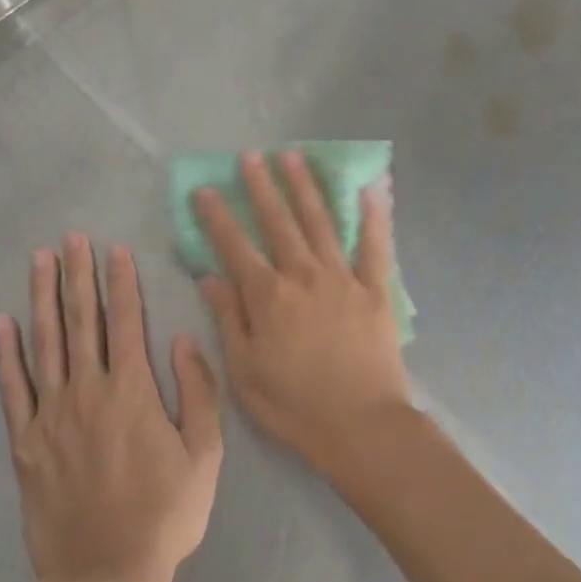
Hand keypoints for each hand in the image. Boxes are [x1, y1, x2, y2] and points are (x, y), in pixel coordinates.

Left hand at [0, 235, 222, 581]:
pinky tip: (2, 324)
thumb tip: (182, 339)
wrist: (104, 578)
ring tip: (40, 261)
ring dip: (43, 298)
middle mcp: (87, 393)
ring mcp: (50, 416)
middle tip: (72, 238)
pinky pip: (12, 389)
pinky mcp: (24, 444)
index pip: (126, 322)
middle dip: (78, 276)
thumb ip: (197, 392)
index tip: (115, 249)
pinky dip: (5, 354)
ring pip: (45, 344)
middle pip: (82, 322)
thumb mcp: (205, 457)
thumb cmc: (164, 516)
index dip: (121, 282)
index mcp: (132, 393)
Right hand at [194, 151, 410, 481]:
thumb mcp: (245, 371)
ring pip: (321, 222)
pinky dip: (373, 217)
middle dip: (262, 187)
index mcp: (268, 296)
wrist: (361, 425)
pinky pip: (375, 246)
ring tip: (294, 157)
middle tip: (251, 156)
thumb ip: (229, 319)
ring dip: (305, 188)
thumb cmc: (295, 405)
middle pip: (279, 222)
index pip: (235, 246)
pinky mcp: (376, 289)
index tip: (204, 189)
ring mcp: (343, 278)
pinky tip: (370, 189)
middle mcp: (304, 275)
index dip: (217, 216)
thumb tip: (210, 277)